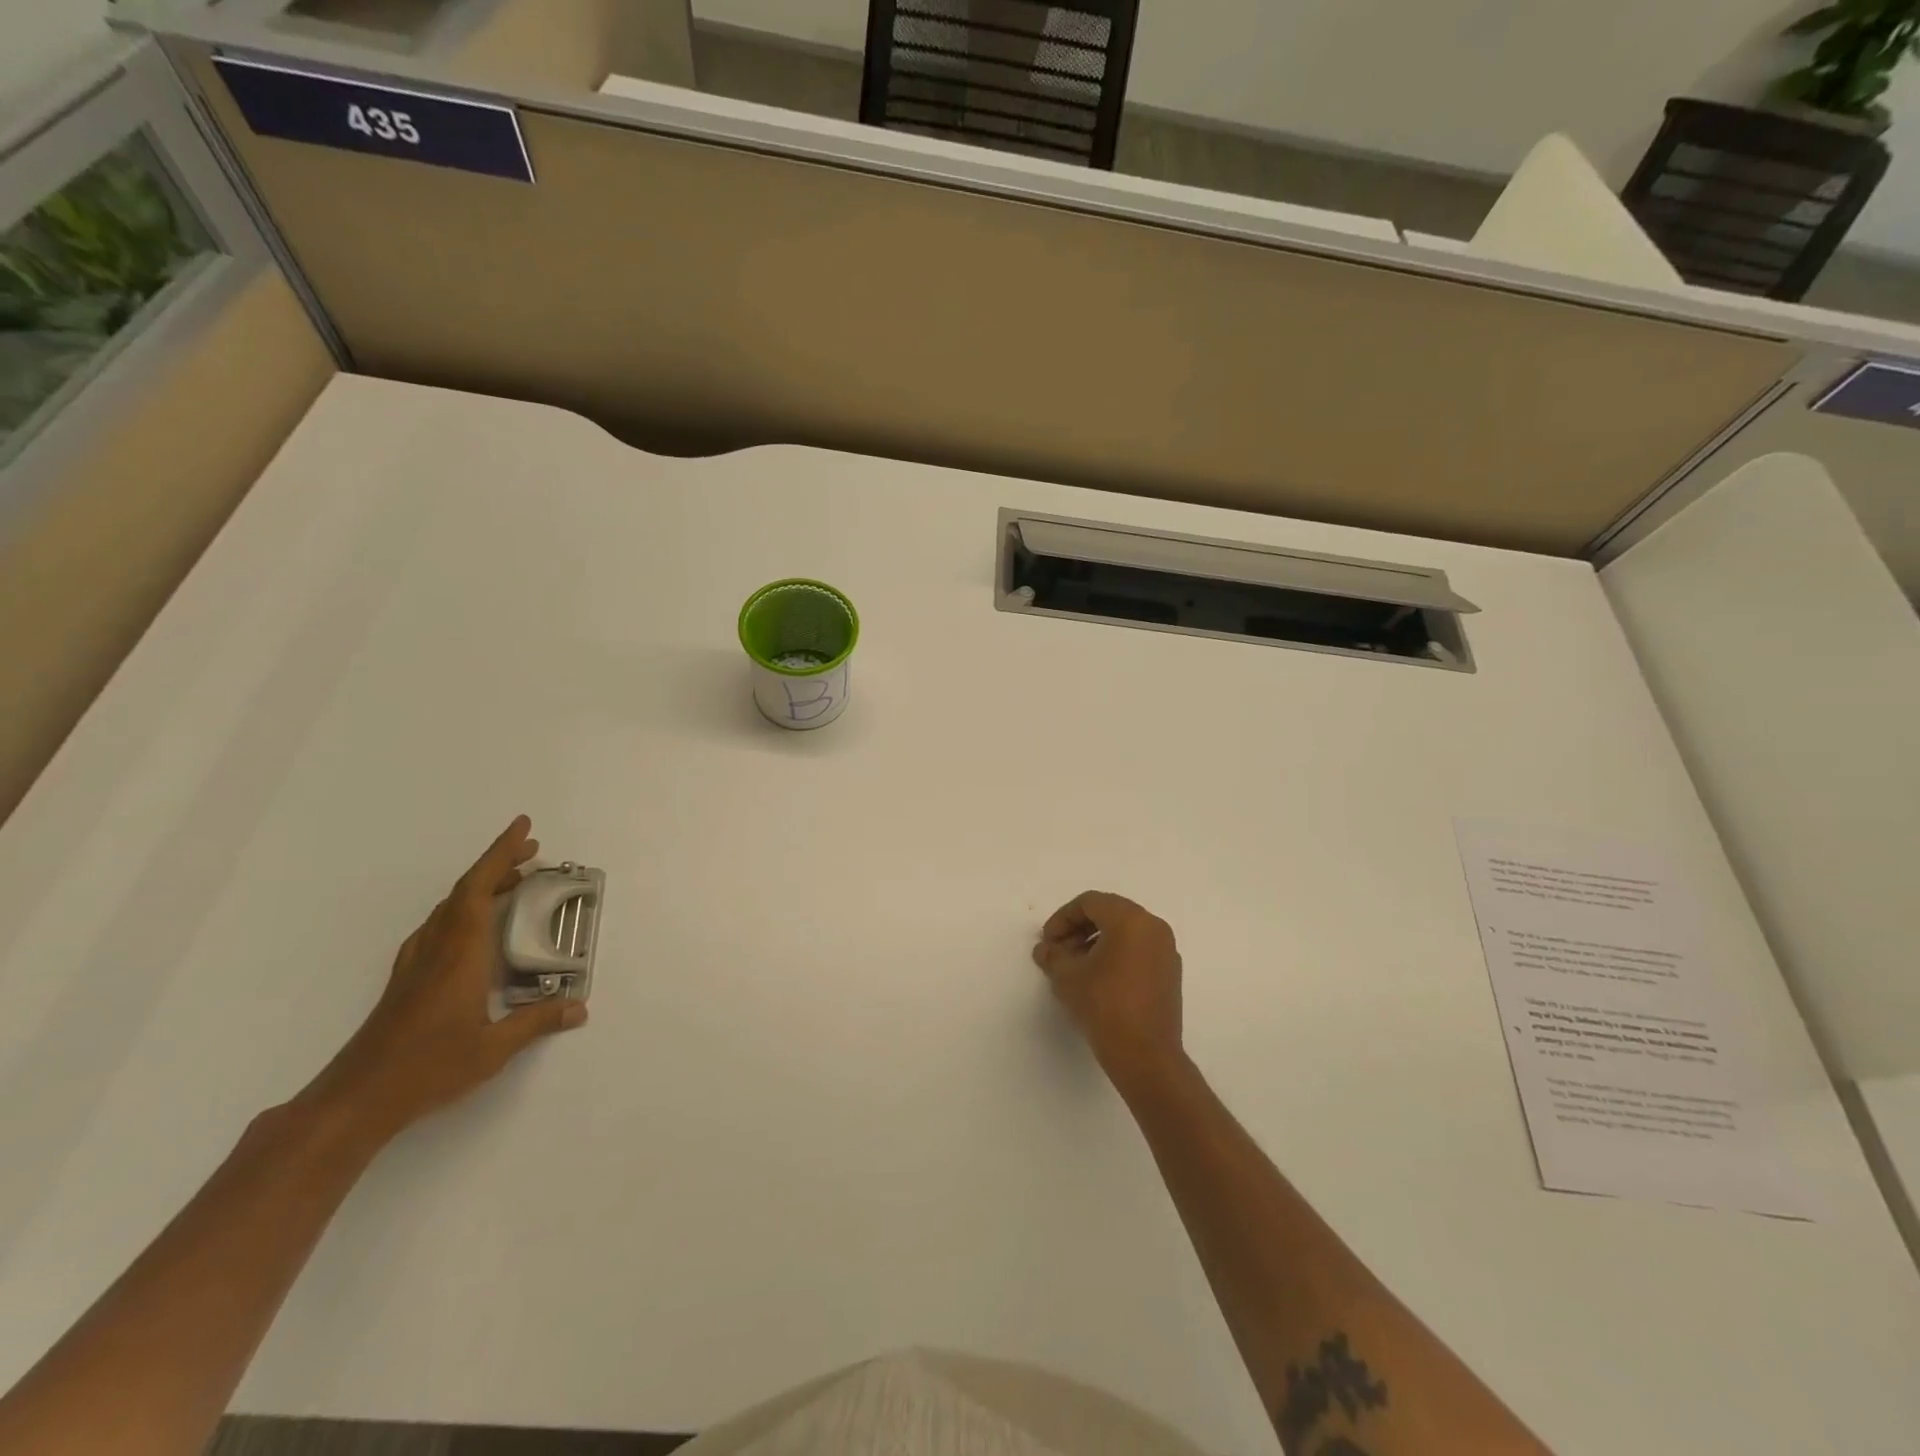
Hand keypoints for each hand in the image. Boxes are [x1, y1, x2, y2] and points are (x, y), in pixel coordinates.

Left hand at [306, 816, 586, 1143]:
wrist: (356, 1098)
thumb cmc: (427, 1068)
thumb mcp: (493, 1049)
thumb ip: (537, 1022)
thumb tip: (579, 1007)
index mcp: (460, 955)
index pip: (479, 890)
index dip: (500, 854)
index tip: (524, 828)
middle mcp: (436, 949)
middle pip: (465, 891)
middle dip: (498, 865)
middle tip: (533, 852)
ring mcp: (417, 963)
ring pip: (449, 908)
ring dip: (481, 886)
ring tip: (514, 883)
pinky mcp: (407, 979)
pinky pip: (439, 926)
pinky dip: (464, 909)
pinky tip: (475, 927)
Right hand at [1033, 891, 1183, 1084]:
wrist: (1145, 1056)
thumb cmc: (1104, 1006)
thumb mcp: (1067, 977)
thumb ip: (1052, 955)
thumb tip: (1045, 949)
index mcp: (1130, 920)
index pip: (1090, 903)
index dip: (1063, 918)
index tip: (1048, 941)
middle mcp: (1153, 927)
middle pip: (1110, 913)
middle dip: (1079, 928)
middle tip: (1059, 951)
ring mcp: (1166, 951)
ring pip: (1126, 932)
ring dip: (1097, 941)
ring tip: (1076, 967)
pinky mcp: (1170, 974)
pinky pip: (1139, 950)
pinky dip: (1117, 954)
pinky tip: (1099, 979)